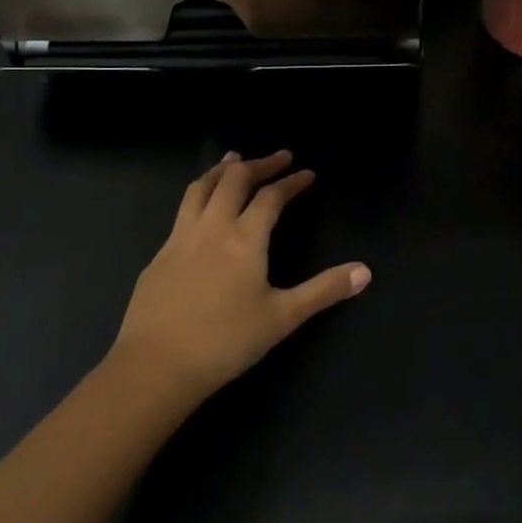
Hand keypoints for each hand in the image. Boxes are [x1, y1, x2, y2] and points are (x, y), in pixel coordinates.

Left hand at [109, 151, 369, 403]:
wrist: (156, 366)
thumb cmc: (225, 342)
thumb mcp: (282, 318)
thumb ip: (323, 291)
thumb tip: (365, 271)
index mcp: (244, 238)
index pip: (272, 197)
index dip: (291, 182)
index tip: (307, 173)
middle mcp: (212, 227)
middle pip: (235, 180)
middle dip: (259, 164)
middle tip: (278, 157)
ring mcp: (180, 238)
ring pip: (201, 188)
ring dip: (221, 169)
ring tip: (234, 159)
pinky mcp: (159, 255)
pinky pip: (182, 211)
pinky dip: (199, 195)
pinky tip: (201, 208)